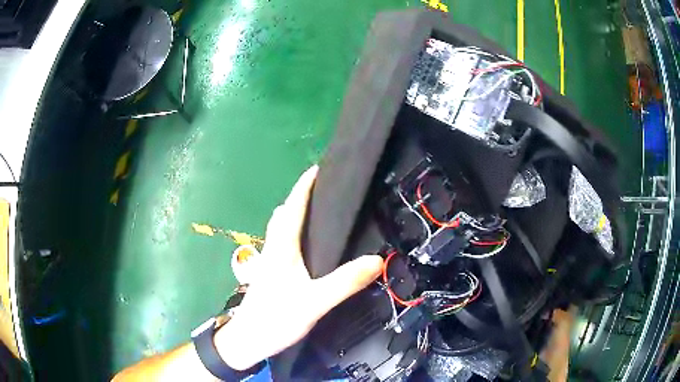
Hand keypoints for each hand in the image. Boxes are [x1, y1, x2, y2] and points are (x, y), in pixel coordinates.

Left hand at [215, 165, 383, 369]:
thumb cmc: (276, 318)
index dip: (304, 186)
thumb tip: (377, 260)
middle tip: (324, 193)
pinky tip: (308, 249)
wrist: (248, 340)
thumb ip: (345, 282)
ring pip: (281, 230)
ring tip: (319, 217)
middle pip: (284, 215)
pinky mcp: (270, 275)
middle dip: (300, 199)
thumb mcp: (315, 302)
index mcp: (282, 247)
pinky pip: (283, 245)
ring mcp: (270, 262)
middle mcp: (273, 249)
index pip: (293, 207)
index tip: (317, 168)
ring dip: (295, 216)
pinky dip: (294, 235)